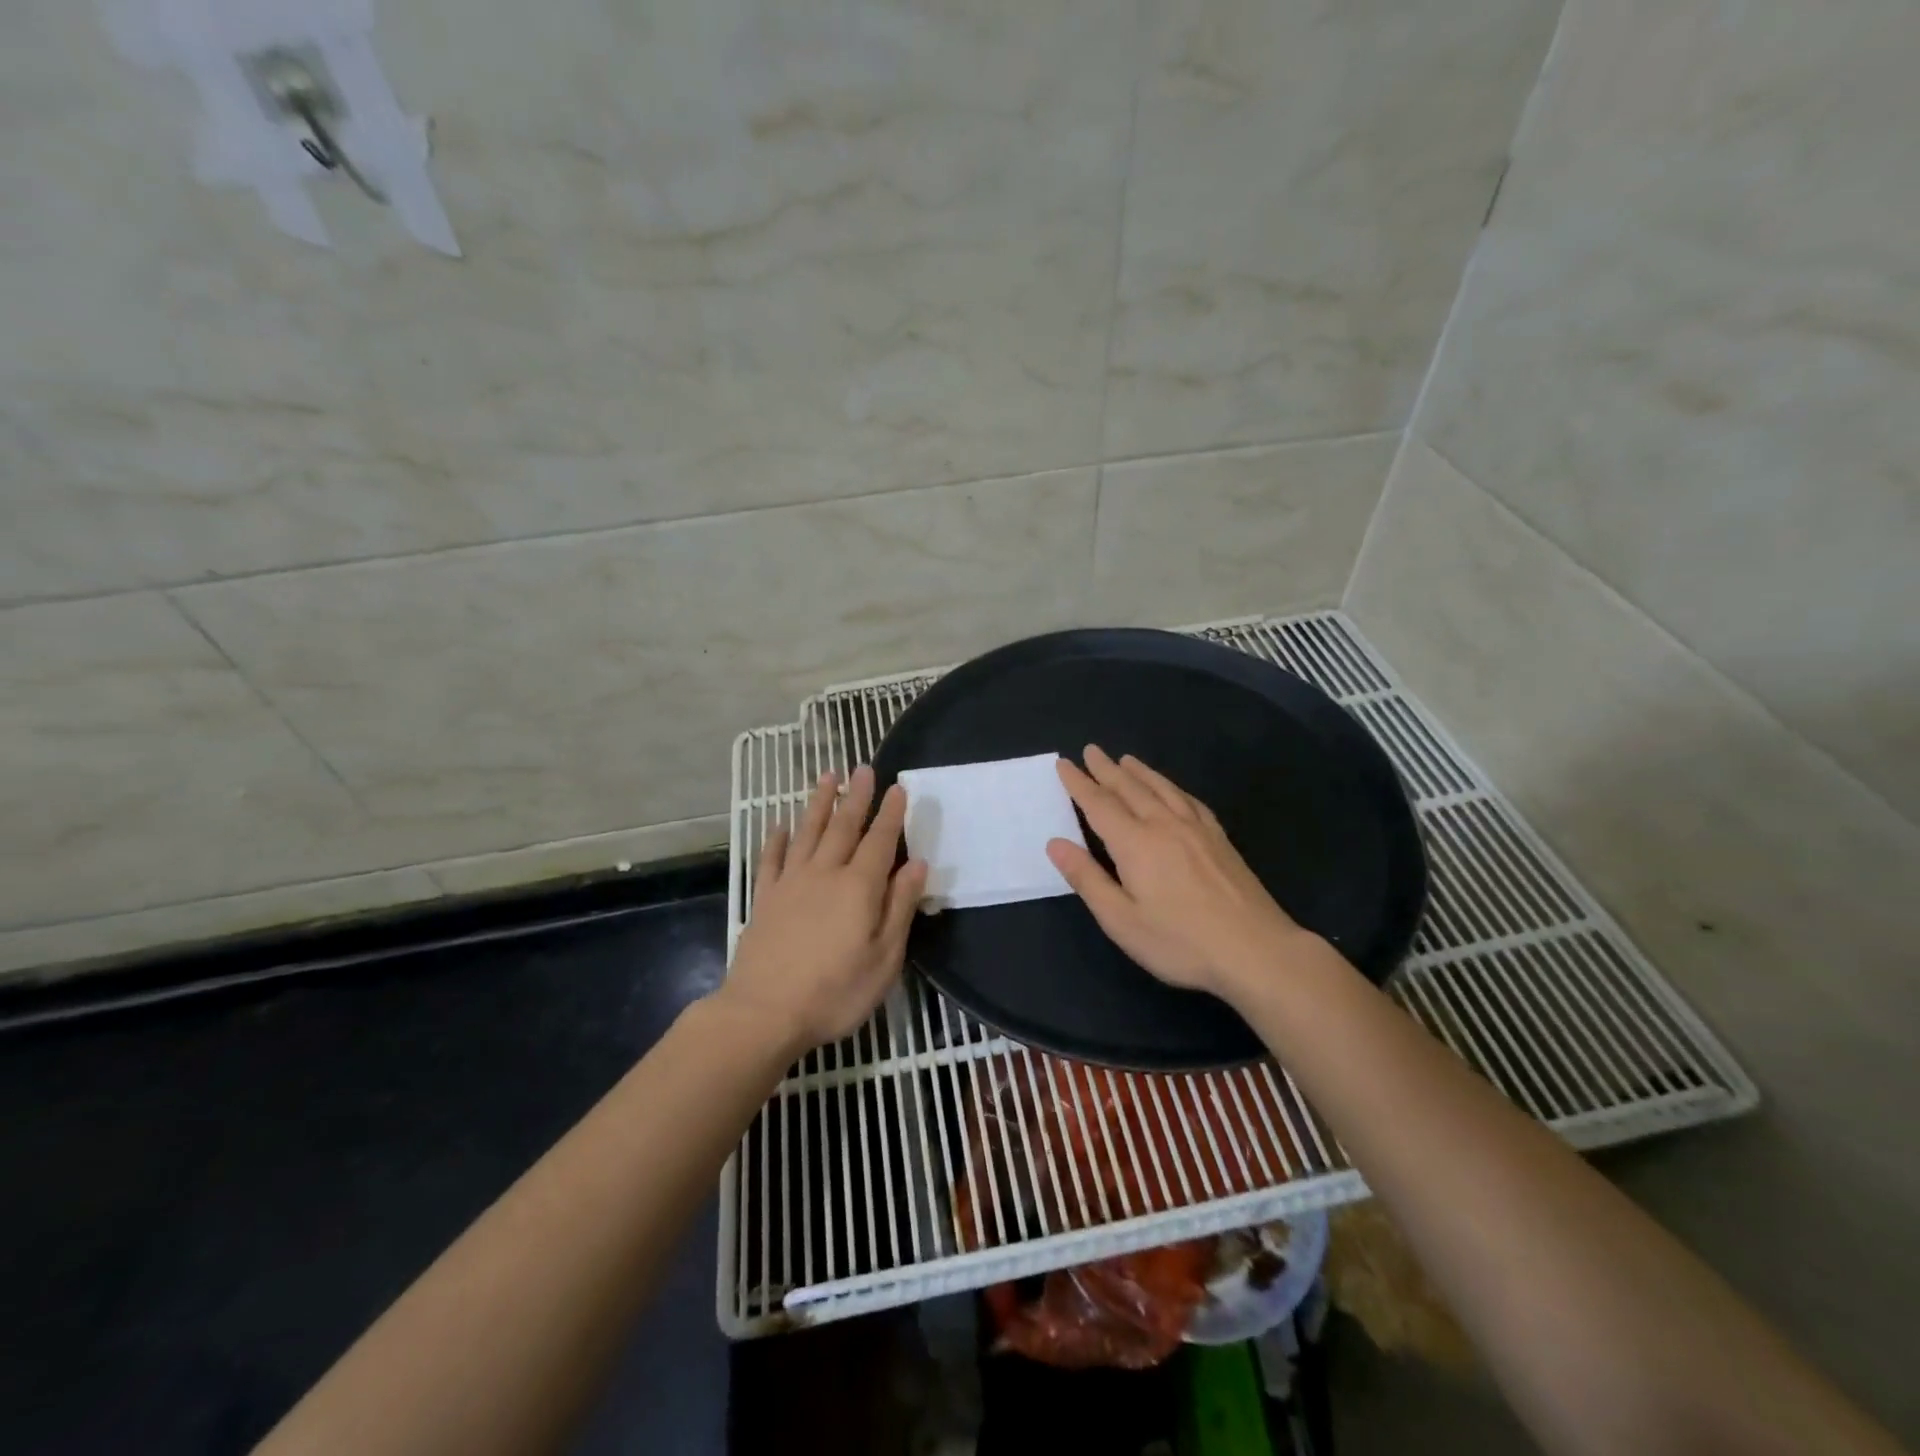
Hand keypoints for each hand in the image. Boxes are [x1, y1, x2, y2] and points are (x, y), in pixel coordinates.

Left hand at [721, 766, 927, 1054]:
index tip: (898, 786)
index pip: (880, 840)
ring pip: (807, 833)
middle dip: (856, 796)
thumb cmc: (835, 992)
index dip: (890, 813)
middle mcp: (825, 874)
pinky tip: (779, 825)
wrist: (763, 1013)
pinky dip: (776, 839)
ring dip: (819, 803)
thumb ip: (900, 907)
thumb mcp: (884, 958)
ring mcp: (790, 883)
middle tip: (863, 767)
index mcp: (859, 887)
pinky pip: (771, 859)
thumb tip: (917, 864)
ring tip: (827, 777)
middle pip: (843, 827)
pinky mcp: (764, 899)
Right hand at [1045, 746, 1306, 1001]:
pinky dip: (1173, 788)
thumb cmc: (1180, 942)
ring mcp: (1196, 830)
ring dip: (1140, 772)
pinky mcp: (1220, 839)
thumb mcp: (1121, 920)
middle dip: (1107, 769)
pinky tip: (1173, 790)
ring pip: (1162, 789)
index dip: (1079, 783)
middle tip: (1091, 750)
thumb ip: (1087, 879)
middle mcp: (1164, 826)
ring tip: (1126, 760)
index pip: (1099, 804)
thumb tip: (1055, 843)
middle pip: (1130, 789)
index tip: (1064, 763)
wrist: (1256, 951)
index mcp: (1135, 844)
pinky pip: (1190, 801)